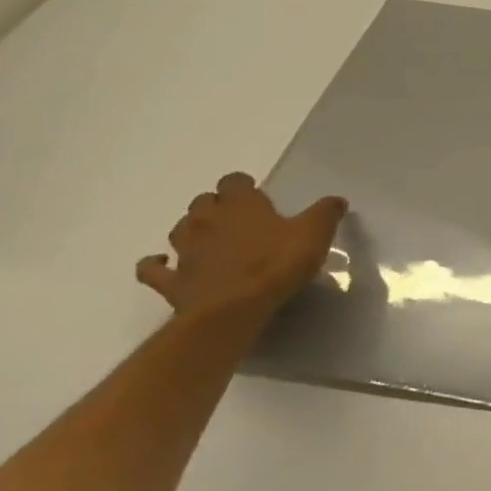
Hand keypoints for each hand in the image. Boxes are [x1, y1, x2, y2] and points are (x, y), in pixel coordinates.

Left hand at [136, 172, 347, 322]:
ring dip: (191, 229)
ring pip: (179, 228)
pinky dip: (157, 264)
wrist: (233, 310)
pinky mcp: (171, 280)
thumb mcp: (315, 234)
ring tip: (208, 237)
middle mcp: (207, 220)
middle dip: (217, 205)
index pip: (234, 181)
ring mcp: (185, 251)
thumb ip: (325, 213)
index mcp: (241, 205)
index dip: (243, 184)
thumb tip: (336, 200)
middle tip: (237, 216)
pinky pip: (154, 268)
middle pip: (203, 201)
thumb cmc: (277, 264)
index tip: (257, 192)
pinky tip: (166, 264)